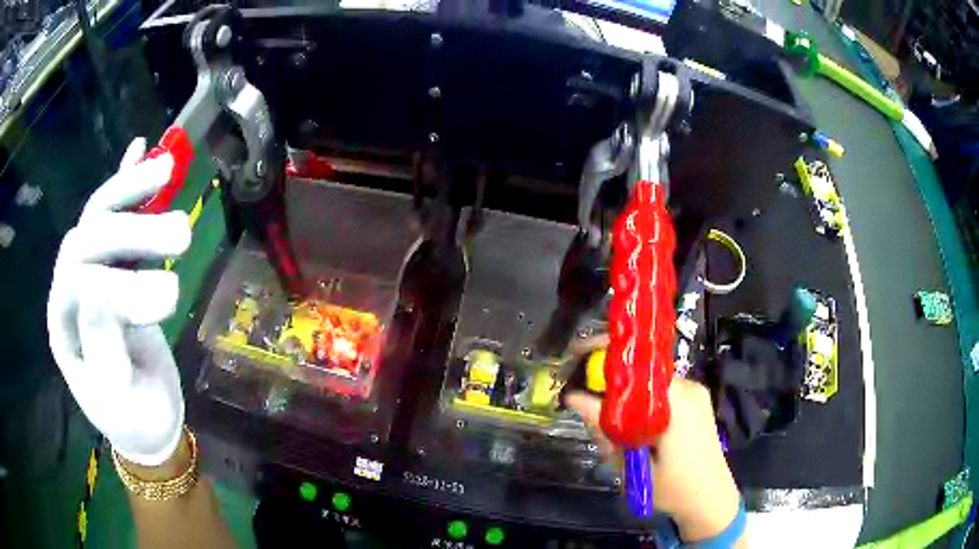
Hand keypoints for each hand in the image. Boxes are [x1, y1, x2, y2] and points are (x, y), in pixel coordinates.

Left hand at [47, 138, 190, 465]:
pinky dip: (124, 181)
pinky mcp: (111, 263)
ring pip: (98, 217)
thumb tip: (97, 290)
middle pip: (89, 238)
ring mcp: (88, 270)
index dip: (119, 285)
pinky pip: (110, 214)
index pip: (79, 285)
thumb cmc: (134, 418)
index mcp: (64, 326)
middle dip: (131, 231)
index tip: (167, 296)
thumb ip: (102, 350)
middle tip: (180, 235)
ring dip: (131, 190)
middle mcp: (69, 289)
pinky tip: (139, 150)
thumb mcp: (120, 402)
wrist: (144, 418)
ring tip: (168, 171)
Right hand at [567, 375, 740, 542]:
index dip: (603, 356)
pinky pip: (657, 393)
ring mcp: (693, 393)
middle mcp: (688, 387)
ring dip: (623, 398)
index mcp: (677, 399)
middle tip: (587, 408)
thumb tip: (573, 397)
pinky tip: (630, 432)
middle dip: (608, 383)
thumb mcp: (633, 463)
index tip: (575, 358)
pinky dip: (637, 405)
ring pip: (646, 383)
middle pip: (638, 371)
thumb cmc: (674, 488)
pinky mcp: (694, 403)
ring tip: (610, 433)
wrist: (711, 500)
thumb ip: (606, 428)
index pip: (635, 364)